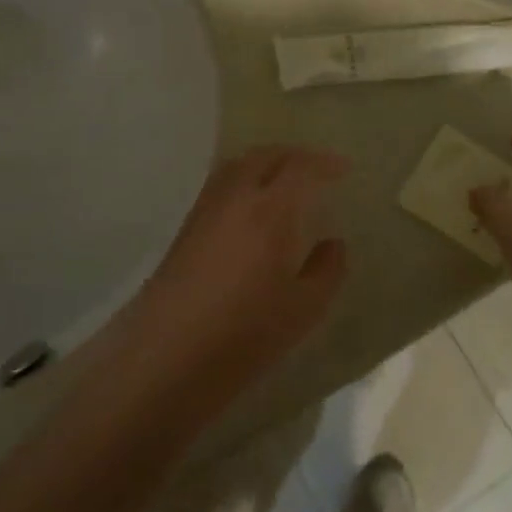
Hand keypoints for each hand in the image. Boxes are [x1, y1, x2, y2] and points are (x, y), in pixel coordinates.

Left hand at [124, 146, 349, 408]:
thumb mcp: (303, 309)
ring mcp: (206, 209)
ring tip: (284, 180)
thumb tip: (333, 243)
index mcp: (270, 211)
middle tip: (316, 169)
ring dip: (265, 163)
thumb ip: (327, 270)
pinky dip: (243, 179)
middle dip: (294, 155)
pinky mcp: (186, 227)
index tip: (343, 169)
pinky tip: (251, 207)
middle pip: (265, 156)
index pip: (300, 167)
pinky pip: (220, 184)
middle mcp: (236, 197)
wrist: (168, 356)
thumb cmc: (245, 334)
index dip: (324, 163)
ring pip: (238, 165)